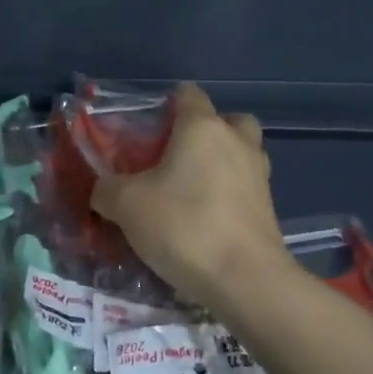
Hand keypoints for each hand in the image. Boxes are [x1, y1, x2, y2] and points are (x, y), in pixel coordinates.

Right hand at [91, 84, 292, 310]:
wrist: (245, 280)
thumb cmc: (183, 226)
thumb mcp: (126, 205)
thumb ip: (107, 189)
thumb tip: (103, 189)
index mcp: (202, 128)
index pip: (188, 94)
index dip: (166, 104)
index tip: (146, 128)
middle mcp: (236, 141)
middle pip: (226, 120)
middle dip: (204, 132)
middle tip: (175, 156)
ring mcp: (259, 174)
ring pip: (240, 153)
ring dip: (220, 162)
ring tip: (189, 190)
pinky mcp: (269, 208)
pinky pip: (245, 186)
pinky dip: (228, 194)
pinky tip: (204, 218)